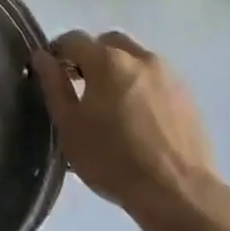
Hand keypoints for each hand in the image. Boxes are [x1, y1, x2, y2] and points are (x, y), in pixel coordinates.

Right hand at [31, 29, 216, 219]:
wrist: (176, 192)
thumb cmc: (111, 158)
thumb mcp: (69, 124)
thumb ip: (53, 85)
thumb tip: (42, 57)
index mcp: (108, 61)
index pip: (74, 39)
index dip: (57, 51)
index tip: (51, 73)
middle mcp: (140, 58)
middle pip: (108, 43)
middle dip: (91, 56)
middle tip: (80, 86)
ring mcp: (169, 75)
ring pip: (135, 59)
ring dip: (118, 70)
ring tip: (109, 104)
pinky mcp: (187, 96)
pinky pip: (155, 79)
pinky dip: (140, 86)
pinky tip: (136, 118)